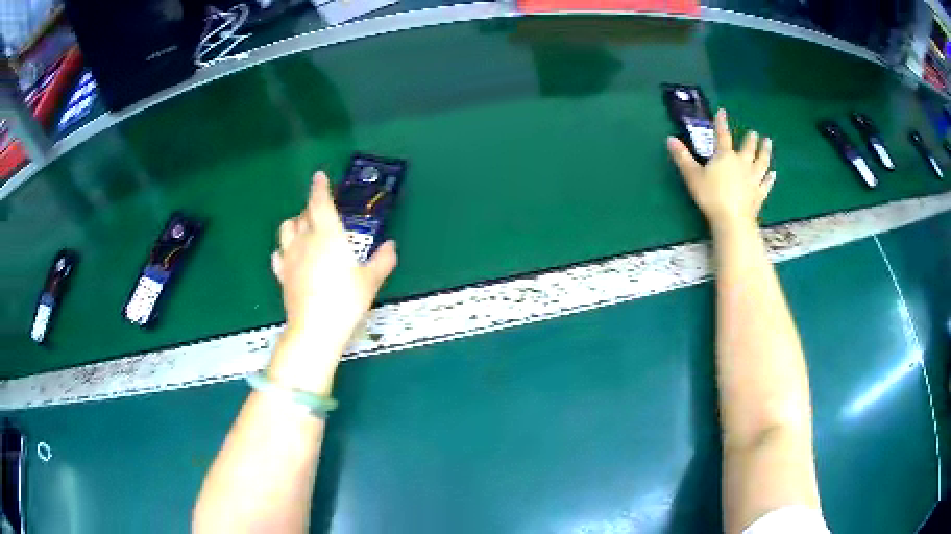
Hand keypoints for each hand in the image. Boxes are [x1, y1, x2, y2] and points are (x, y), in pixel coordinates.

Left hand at [271, 172, 397, 358]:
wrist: (315, 328)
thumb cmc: (345, 300)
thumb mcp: (371, 280)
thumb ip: (383, 260)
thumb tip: (391, 246)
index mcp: (328, 235)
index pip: (320, 202)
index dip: (320, 187)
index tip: (320, 176)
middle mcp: (305, 240)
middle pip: (303, 214)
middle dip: (311, 207)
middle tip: (321, 210)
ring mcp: (290, 257)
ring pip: (286, 229)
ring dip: (295, 223)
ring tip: (303, 228)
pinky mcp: (282, 275)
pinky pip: (278, 254)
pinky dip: (284, 249)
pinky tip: (290, 255)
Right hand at [667, 109, 775, 231]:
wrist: (732, 220)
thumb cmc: (711, 196)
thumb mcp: (692, 176)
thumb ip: (682, 157)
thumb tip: (670, 138)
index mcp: (725, 156)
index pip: (722, 135)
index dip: (721, 123)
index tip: (723, 112)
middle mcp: (742, 163)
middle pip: (748, 148)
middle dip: (750, 139)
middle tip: (754, 133)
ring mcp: (753, 179)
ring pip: (761, 162)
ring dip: (765, 151)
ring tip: (767, 143)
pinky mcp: (759, 194)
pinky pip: (766, 183)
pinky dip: (770, 178)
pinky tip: (773, 174)